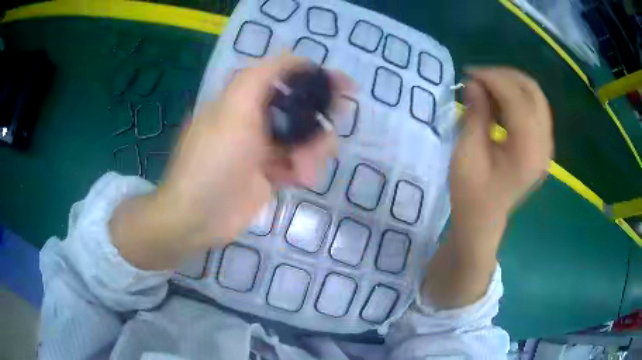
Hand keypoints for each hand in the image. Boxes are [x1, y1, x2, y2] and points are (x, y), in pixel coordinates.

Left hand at [110, 55, 351, 269]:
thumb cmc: (214, 159)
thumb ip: (261, 76)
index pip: (287, 77)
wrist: (199, 215)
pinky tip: (298, 179)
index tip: (345, 85)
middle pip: (300, 108)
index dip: (316, 77)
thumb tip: (295, 57)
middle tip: (331, 131)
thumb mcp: (233, 108)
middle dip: (319, 120)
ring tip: (303, 168)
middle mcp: (255, 118)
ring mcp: (264, 147)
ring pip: (305, 138)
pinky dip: (304, 168)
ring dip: (313, 151)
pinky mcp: (271, 173)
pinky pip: (300, 162)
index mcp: (245, 99)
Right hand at [423, 68, 552, 308]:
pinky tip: (497, 102)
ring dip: (511, 84)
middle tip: (478, 77)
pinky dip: (516, 97)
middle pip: (533, 92)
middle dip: (504, 76)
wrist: (483, 220)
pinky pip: (534, 108)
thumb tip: (474, 83)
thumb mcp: (467, 153)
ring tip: (485, 87)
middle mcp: (544, 145)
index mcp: (528, 151)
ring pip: (536, 97)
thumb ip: (475, 114)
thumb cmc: (471, 194)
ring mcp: (546, 145)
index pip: (517, 99)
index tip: (468, 73)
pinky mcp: (541, 145)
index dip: (493, 79)